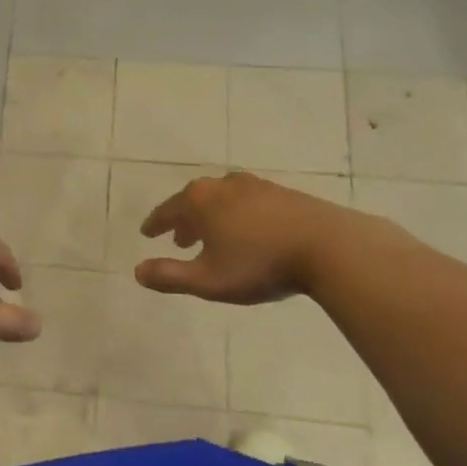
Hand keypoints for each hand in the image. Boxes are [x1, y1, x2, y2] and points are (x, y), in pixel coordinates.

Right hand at [135, 173, 356, 304]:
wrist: (329, 247)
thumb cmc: (259, 264)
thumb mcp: (207, 280)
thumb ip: (170, 276)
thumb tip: (137, 272)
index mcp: (200, 201)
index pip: (167, 210)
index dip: (155, 224)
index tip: (146, 232)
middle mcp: (224, 185)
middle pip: (194, 200)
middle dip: (183, 220)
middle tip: (178, 239)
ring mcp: (256, 186)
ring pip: (222, 199)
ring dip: (211, 217)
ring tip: (213, 237)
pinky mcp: (283, 193)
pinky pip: (247, 201)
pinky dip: (237, 215)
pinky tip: (248, 232)